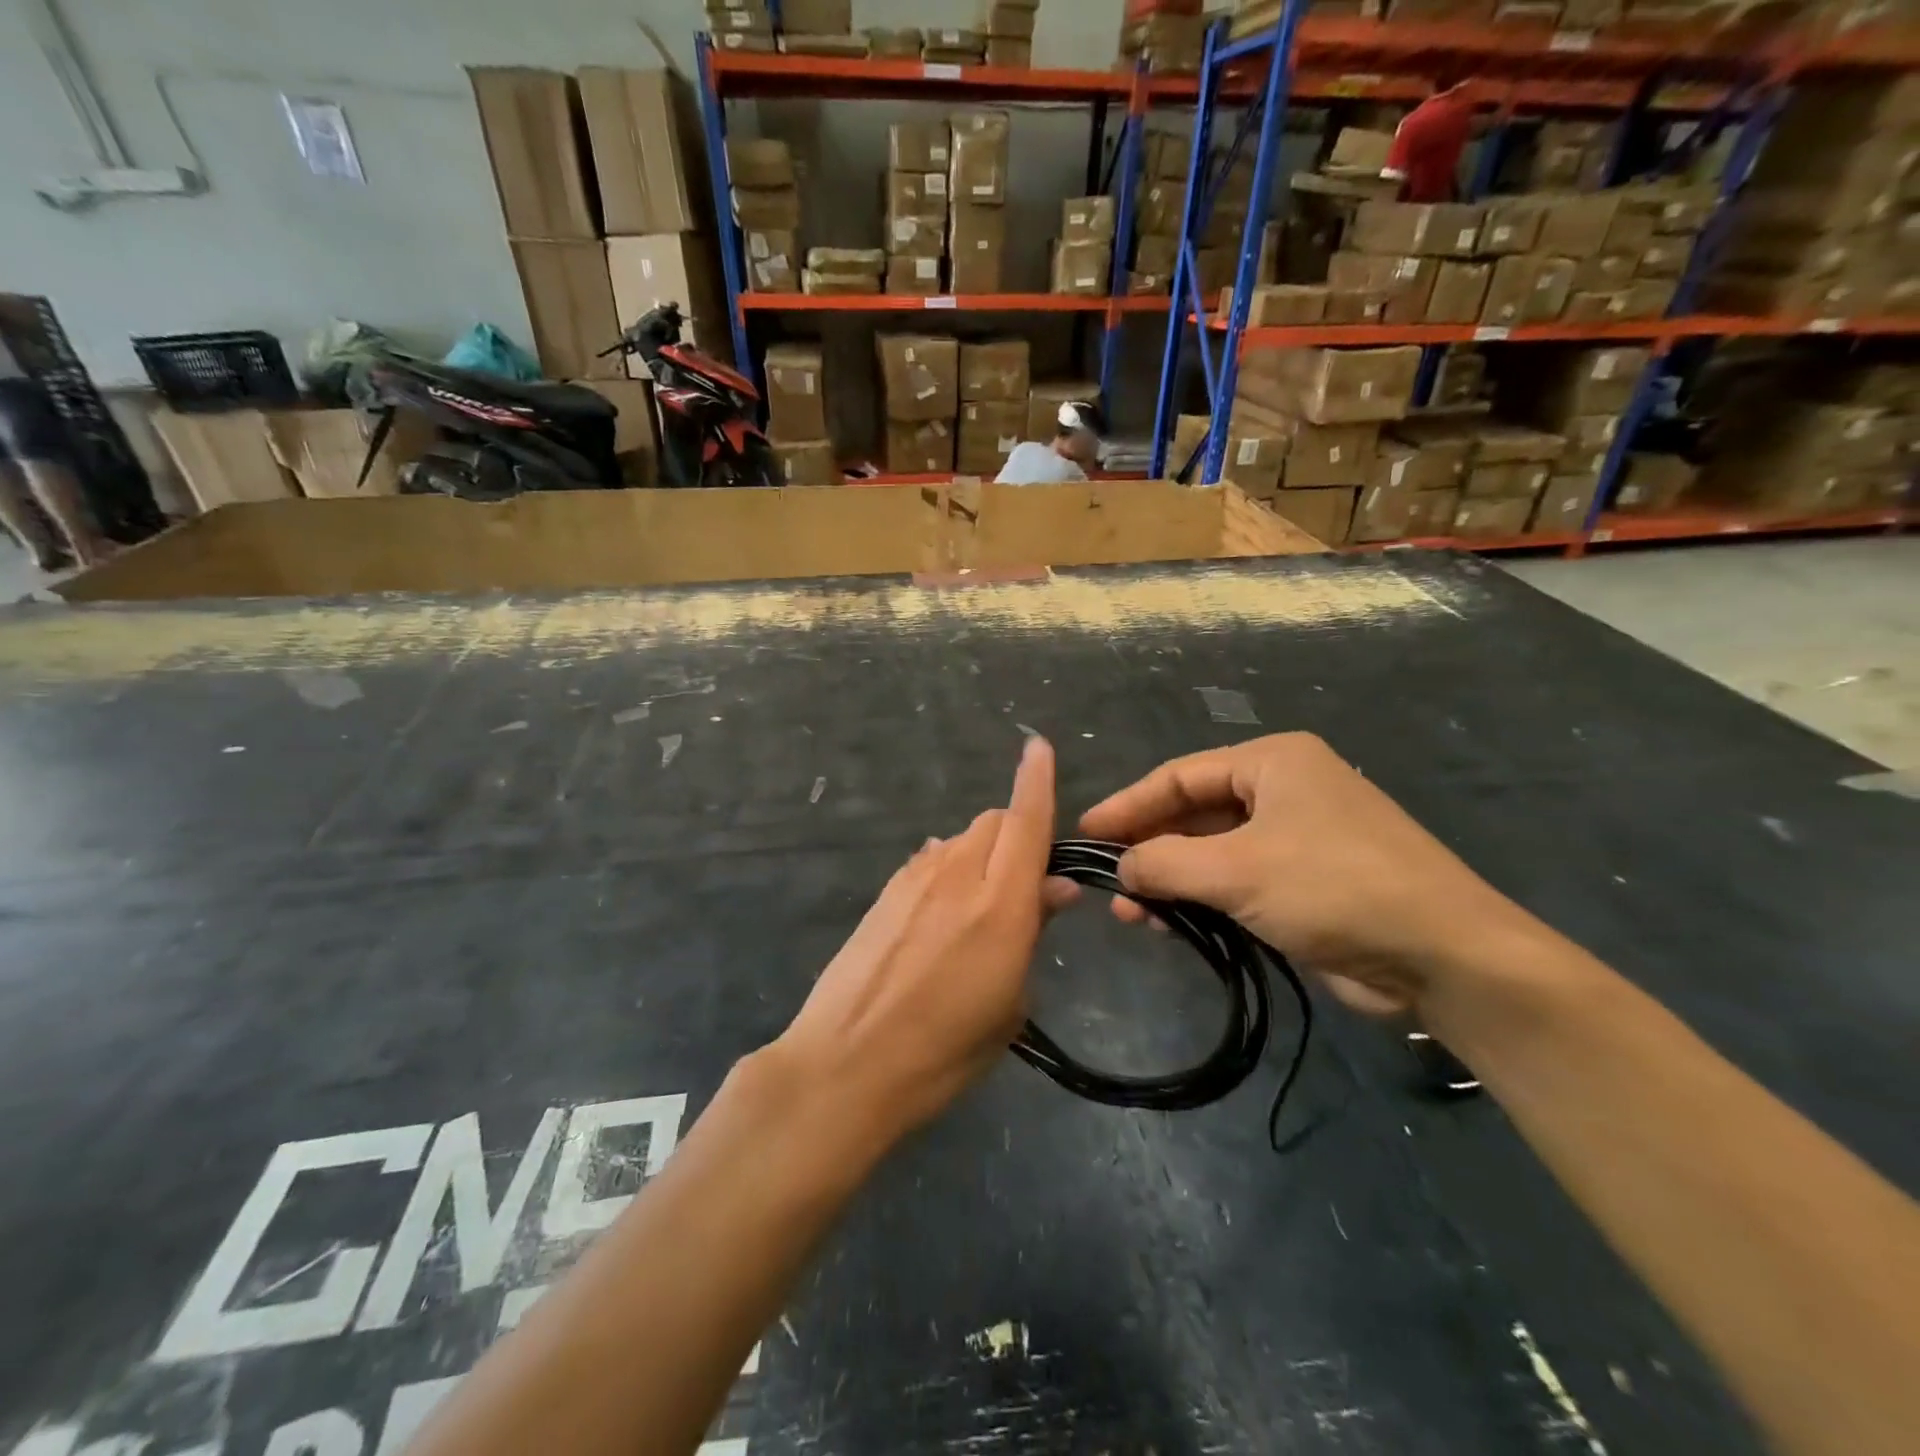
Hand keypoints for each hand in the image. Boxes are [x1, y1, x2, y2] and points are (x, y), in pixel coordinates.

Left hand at [776, 736, 1056, 1144]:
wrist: (845, 1064)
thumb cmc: (944, 1052)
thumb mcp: (1009, 1005)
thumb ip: (1032, 933)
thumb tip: (1054, 888)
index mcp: (1002, 905)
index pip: (1026, 822)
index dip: (1037, 780)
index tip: (1038, 746)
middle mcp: (958, 875)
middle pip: (994, 822)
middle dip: (1017, 835)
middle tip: (1023, 884)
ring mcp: (915, 879)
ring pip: (961, 838)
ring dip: (982, 854)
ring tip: (978, 906)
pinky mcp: (885, 892)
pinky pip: (930, 859)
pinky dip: (949, 868)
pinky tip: (941, 911)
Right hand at [1079, 733, 1530, 1015]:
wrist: (1443, 956)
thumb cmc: (1334, 887)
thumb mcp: (1236, 869)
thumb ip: (1165, 862)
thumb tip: (1121, 868)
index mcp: (1272, 762)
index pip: (1179, 776)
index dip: (1128, 805)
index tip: (1085, 834)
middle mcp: (1283, 790)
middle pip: (1194, 813)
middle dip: (1148, 848)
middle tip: (1105, 880)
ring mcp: (1296, 838)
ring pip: (1212, 852)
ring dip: (1170, 880)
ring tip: (1130, 914)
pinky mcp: (1304, 884)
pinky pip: (1235, 882)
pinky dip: (1201, 901)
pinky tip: (1169, 925)